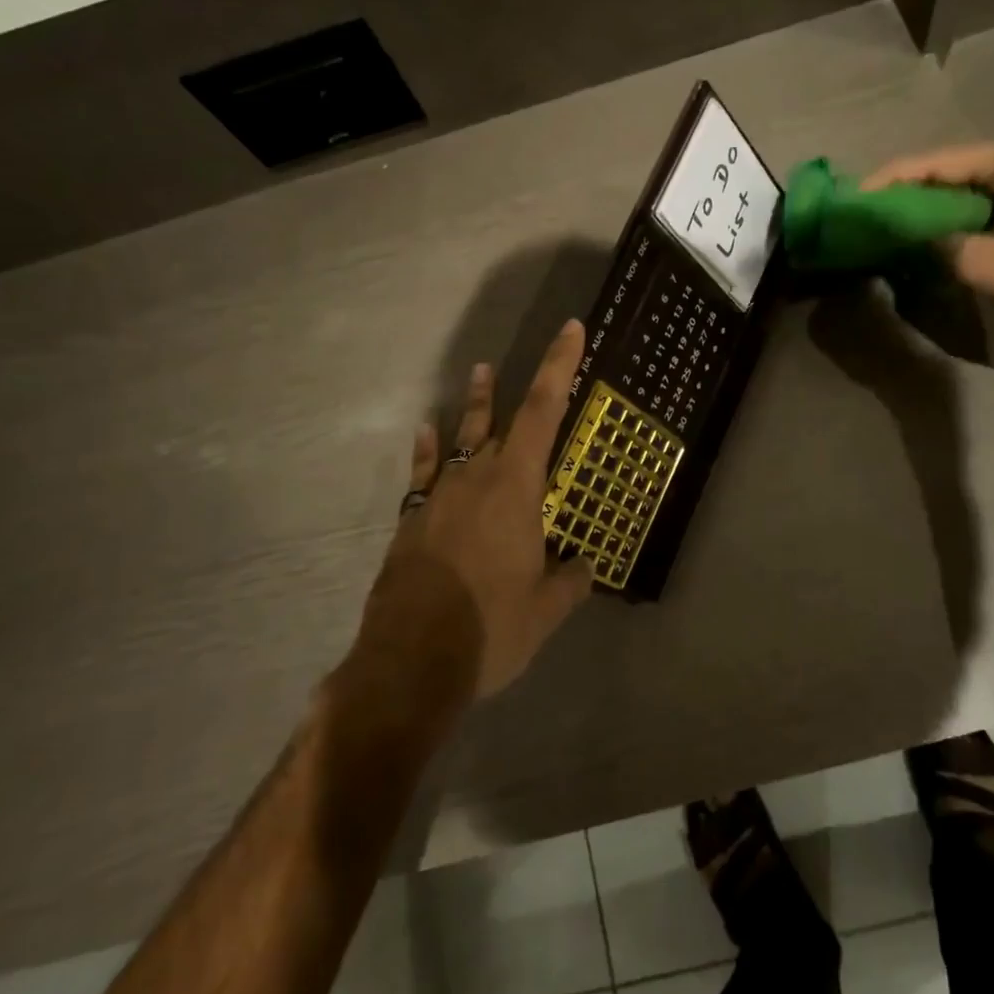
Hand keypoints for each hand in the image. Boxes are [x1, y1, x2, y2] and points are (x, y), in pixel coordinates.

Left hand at [349, 320, 595, 710]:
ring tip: (481, 372)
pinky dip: (428, 451)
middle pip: (504, 419)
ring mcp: (439, 497)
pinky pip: (423, 474)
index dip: (559, 367)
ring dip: (474, 406)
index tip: (570, 330)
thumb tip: (585, 568)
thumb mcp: (546, 610)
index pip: (544, 412)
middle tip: (542, 353)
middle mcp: (477, 479)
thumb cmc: (489, 629)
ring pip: (461, 439)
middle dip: (523, 385)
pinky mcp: (412, 522)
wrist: (409, 663)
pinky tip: (427, 432)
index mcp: (516, 489)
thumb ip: (570, 581)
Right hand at [862, 139, 993, 350]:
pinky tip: (928, 240)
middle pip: (950, 172)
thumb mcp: (984, 263)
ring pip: (966, 193)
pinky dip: (955, 223)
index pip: (936, 162)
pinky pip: (983, 210)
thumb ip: (938, 244)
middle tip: (869, 214)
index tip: (856, 199)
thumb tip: (908, 238)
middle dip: (908, 193)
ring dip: (930, 210)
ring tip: (889, 227)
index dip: (892, 180)